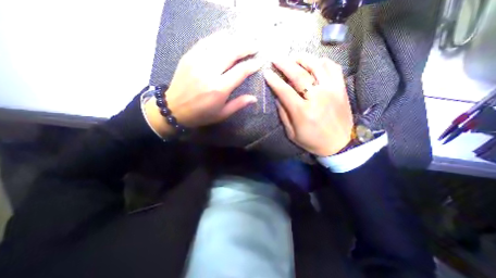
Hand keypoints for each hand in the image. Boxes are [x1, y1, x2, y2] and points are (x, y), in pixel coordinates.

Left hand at [146, 30, 260, 136]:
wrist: (174, 108)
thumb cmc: (201, 114)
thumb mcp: (222, 114)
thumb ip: (238, 104)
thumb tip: (254, 98)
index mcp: (219, 88)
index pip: (241, 71)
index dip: (252, 65)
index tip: (260, 62)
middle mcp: (209, 71)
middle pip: (232, 52)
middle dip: (246, 47)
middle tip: (255, 46)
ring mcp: (197, 61)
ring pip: (220, 43)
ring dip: (235, 39)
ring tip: (244, 40)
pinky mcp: (189, 56)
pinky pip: (206, 41)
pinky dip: (218, 37)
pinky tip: (226, 37)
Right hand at [263, 54, 351, 155]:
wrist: (339, 144)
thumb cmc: (312, 141)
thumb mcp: (292, 133)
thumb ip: (283, 114)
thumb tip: (277, 97)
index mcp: (302, 111)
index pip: (284, 90)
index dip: (274, 80)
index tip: (267, 73)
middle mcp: (317, 97)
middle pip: (299, 74)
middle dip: (285, 64)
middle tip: (276, 59)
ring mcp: (332, 90)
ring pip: (316, 66)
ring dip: (302, 58)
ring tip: (293, 56)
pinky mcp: (341, 89)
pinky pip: (333, 68)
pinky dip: (322, 61)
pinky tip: (314, 62)